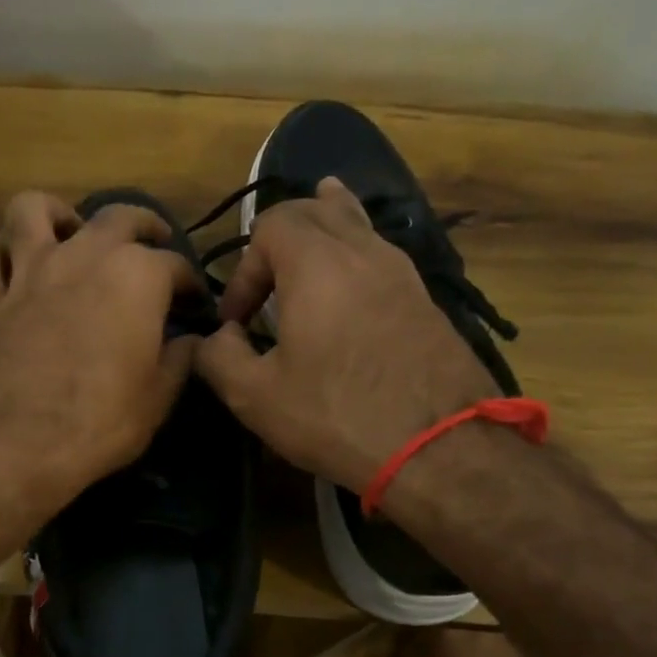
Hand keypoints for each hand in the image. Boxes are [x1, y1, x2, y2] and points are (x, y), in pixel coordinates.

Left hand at [0, 190, 200, 515]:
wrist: (16, 444)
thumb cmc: (99, 422)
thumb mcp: (158, 399)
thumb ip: (179, 360)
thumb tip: (190, 341)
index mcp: (136, 276)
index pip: (176, 266)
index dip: (190, 284)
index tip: (195, 304)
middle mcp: (83, 256)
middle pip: (117, 216)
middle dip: (143, 225)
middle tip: (150, 246)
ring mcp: (27, 271)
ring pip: (32, 209)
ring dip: (53, 214)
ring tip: (67, 234)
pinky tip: (4, 268)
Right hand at [194, 178, 496, 491]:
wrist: (440, 447)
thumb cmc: (336, 416)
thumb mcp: (255, 396)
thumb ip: (218, 357)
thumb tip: (216, 338)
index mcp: (317, 264)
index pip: (270, 226)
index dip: (243, 269)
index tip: (236, 321)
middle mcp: (363, 251)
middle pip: (317, 209)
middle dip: (280, 237)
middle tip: (264, 281)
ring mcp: (402, 272)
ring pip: (357, 225)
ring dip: (323, 233)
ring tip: (307, 239)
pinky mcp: (424, 298)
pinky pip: (379, 255)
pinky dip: (354, 255)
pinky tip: (348, 276)